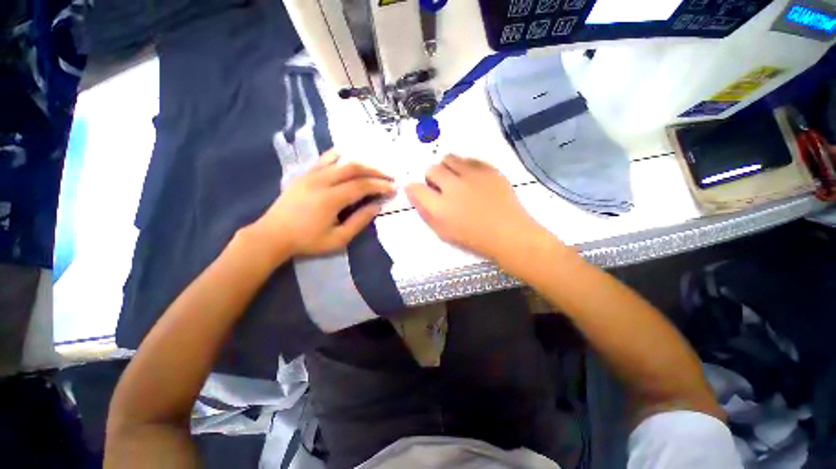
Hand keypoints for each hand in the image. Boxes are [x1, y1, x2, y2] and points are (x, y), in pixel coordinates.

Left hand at [253, 150, 394, 258]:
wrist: (272, 235)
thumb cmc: (307, 241)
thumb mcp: (338, 239)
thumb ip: (359, 221)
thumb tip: (376, 206)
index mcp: (330, 199)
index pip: (362, 186)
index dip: (380, 185)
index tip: (393, 188)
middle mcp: (322, 181)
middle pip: (354, 169)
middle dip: (375, 172)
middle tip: (389, 177)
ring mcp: (311, 175)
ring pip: (341, 162)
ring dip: (361, 164)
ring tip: (374, 171)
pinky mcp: (304, 174)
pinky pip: (324, 160)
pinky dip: (339, 156)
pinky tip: (347, 155)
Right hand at [405, 154, 546, 261]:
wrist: (508, 233)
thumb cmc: (474, 238)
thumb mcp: (443, 232)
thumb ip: (426, 212)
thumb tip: (413, 193)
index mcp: (440, 207)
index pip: (416, 188)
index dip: (414, 188)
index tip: (419, 190)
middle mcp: (453, 187)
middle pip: (432, 169)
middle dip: (432, 177)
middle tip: (441, 187)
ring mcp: (473, 175)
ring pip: (449, 158)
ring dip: (448, 168)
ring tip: (456, 180)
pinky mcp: (489, 169)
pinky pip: (469, 159)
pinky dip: (466, 167)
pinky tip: (472, 179)